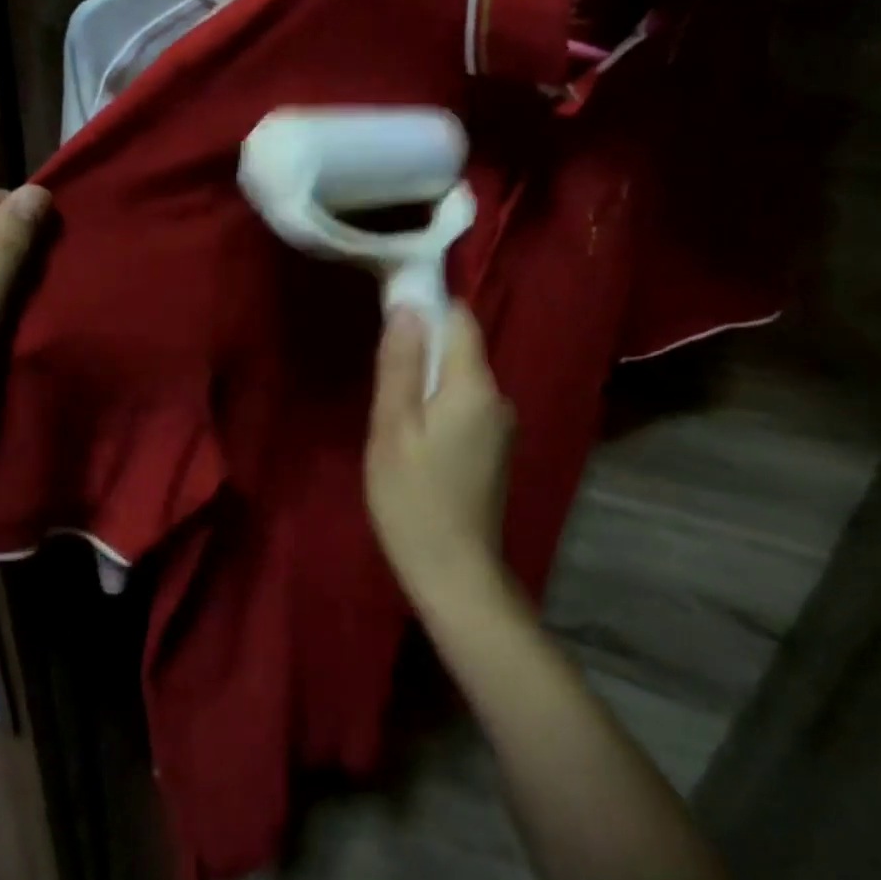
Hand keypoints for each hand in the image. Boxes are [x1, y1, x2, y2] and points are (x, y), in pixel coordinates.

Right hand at [364, 305, 515, 603]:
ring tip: (392, 418)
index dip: (425, 306)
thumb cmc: (413, 498)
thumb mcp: (392, 427)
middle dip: (419, 351)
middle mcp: (498, 396)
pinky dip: (437, 409)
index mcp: (474, 384)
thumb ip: (399, 363)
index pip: (458, 318)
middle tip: (380, 381)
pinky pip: (463, 408)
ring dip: (425, 384)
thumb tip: (408, 305)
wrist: (456, 574)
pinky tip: (414, 443)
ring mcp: (501, 427)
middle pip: (458, 349)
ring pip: (458, 381)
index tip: (389, 315)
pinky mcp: (495, 451)